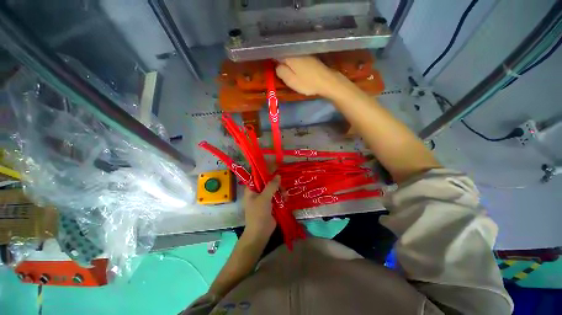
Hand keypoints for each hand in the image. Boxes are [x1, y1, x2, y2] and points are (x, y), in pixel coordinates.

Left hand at [242, 175, 280, 238]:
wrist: (260, 233)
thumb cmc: (258, 214)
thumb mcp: (264, 198)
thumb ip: (271, 186)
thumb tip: (278, 175)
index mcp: (251, 189)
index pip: (258, 176)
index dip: (266, 172)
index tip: (276, 170)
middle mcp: (257, 192)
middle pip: (268, 182)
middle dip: (276, 184)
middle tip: (282, 188)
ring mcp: (264, 198)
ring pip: (274, 189)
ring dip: (280, 191)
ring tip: (285, 195)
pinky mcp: (270, 204)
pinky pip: (277, 196)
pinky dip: (281, 196)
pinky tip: (286, 199)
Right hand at [275, 56, 349, 97]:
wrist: (326, 81)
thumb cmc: (307, 82)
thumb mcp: (291, 80)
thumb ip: (281, 72)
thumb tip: (276, 65)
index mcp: (289, 56)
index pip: (276, 53)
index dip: (271, 58)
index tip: (268, 63)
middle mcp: (296, 51)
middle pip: (284, 52)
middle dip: (279, 58)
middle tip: (275, 66)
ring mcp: (304, 52)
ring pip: (291, 54)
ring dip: (286, 59)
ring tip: (283, 66)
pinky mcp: (310, 57)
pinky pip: (298, 56)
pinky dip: (294, 60)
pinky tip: (294, 66)